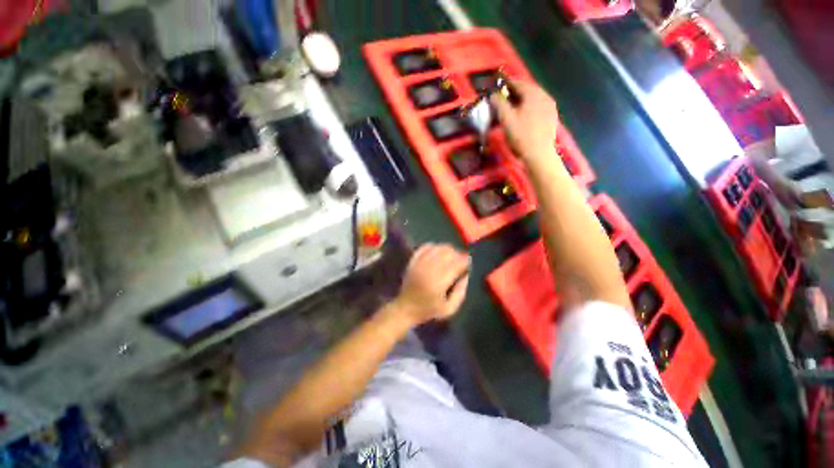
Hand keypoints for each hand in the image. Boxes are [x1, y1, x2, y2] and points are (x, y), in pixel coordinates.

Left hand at [393, 244, 470, 325]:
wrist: (406, 308)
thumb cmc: (428, 310)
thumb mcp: (449, 309)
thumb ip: (460, 292)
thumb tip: (466, 275)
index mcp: (439, 283)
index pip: (456, 264)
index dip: (465, 260)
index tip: (468, 262)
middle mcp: (429, 270)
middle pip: (447, 253)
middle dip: (457, 254)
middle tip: (460, 259)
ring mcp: (419, 264)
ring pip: (437, 248)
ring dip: (446, 249)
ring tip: (451, 254)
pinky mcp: (413, 261)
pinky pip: (424, 248)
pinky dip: (433, 246)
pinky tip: (438, 250)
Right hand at [490, 80, 559, 164]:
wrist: (539, 154)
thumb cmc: (521, 136)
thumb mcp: (507, 119)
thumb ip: (500, 104)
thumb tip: (494, 95)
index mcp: (533, 94)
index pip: (518, 83)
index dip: (506, 84)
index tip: (497, 88)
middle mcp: (544, 96)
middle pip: (527, 90)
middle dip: (514, 93)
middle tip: (503, 99)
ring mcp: (550, 107)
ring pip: (533, 99)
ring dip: (522, 101)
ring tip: (512, 108)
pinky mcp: (551, 117)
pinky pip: (538, 107)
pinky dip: (529, 108)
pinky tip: (523, 117)